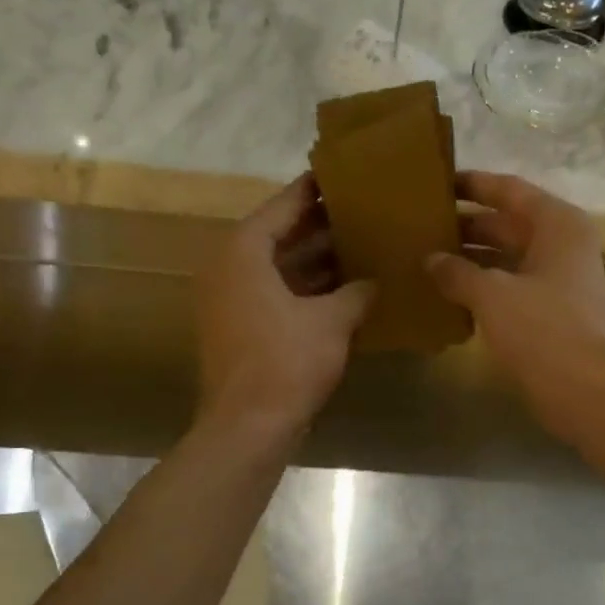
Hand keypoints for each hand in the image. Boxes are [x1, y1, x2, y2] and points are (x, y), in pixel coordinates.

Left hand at [195, 175, 374, 439]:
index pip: (283, 206)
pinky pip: (277, 296)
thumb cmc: (286, 362)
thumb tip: (375, 282)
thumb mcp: (332, 321)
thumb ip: (357, 292)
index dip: (314, 191)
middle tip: (363, 212)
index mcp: (244, 252)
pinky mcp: (240, 330)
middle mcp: (230, 268)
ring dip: (317, 262)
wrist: (247, 427)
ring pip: (279, 269)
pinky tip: (346, 292)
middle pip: (279, 236)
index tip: (344, 176)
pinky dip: (307, 291)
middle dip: (321, 227)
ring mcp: (231, 301)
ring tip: (362, 247)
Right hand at [428, 171, 604, 449]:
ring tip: (424, 257)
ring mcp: (558, 280)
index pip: (508, 190)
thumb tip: (430, 259)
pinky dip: (481, 288)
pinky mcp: (551, 312)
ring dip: (470, 259)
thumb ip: (457, 272)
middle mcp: (561, 244)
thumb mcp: (493, 295)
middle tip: (419, 225)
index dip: (472, 184)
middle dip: (464, 225)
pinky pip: (510, 287)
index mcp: (556, 224)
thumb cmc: (544, 331)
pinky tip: (447, 294)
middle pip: (506, 223)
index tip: (435, 182)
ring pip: (506, 258)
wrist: (589, 392)